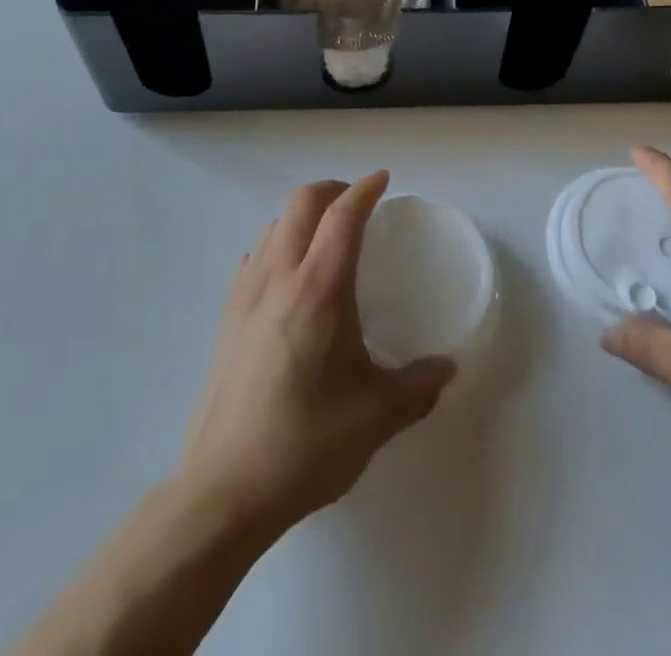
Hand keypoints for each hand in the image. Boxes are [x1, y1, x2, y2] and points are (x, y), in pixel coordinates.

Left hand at [175, 171, 455, 536]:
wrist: (222, 490)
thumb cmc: (304, 445)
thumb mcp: (374, 418)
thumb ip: (417, 387)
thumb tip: (448, 369)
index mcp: (319, 289)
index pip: (342, 216)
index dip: (364, 189)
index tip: (383, 180)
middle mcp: (279, 277)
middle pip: (301, 203)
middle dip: (332, 189)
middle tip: (357, 202)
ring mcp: (246, 294)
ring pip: (274, 225)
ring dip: (302, 214)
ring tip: (326, 235)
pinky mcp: (226, 317)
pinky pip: (254, 256)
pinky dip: (277, 243)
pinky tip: (288, 275)